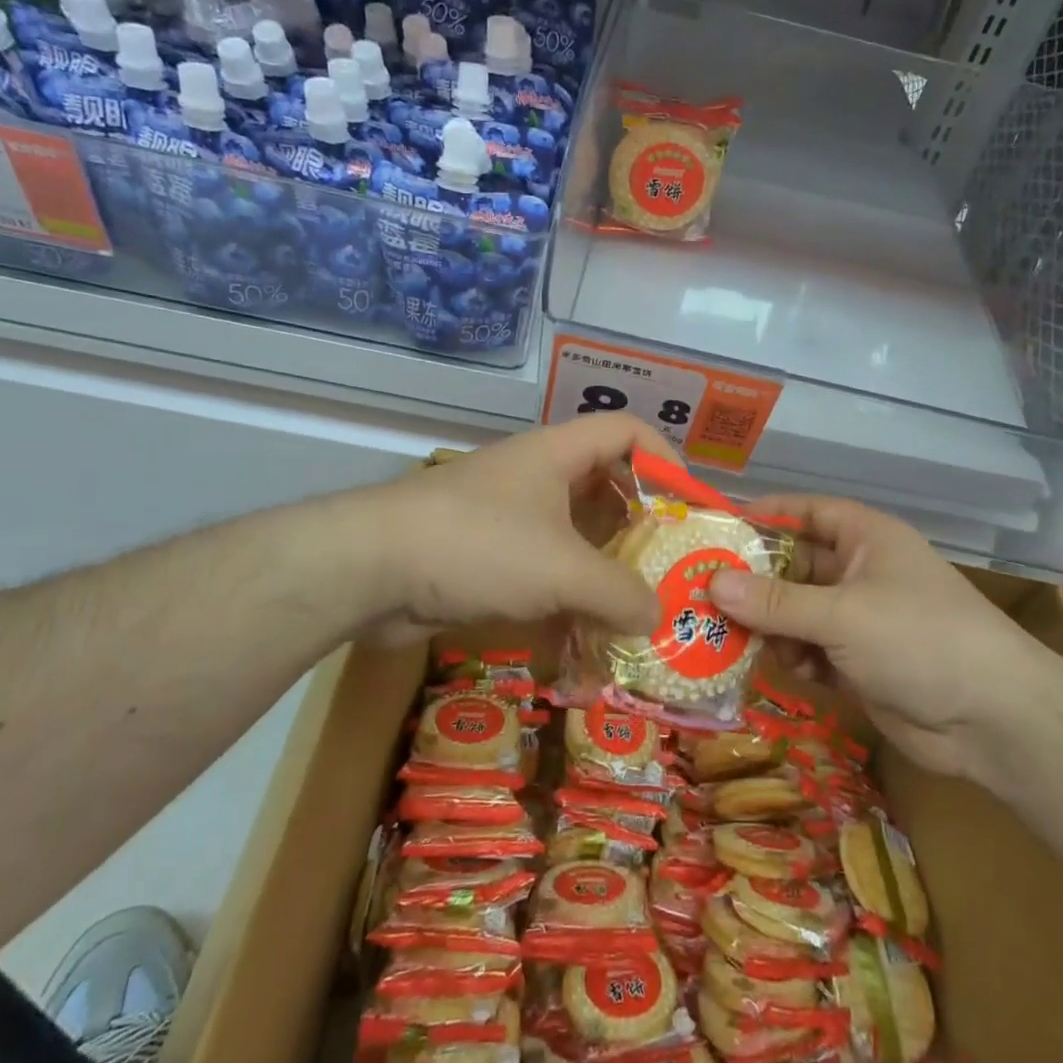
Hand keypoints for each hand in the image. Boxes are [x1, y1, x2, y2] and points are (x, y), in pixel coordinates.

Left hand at [362, 414, 675, 645]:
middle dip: (641, 523)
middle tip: (671, 566)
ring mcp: (507, 516)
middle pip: (605, 485)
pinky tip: (586, 631)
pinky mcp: (485, 556)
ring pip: (574, 533)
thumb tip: (656, 617)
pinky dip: (567, 594)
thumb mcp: (562, 569)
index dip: (666, 460)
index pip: (628, 432)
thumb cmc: (478, 545)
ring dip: (605, 567)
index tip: (690, 507)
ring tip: (639, 607)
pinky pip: (542, 568)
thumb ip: (619, 593)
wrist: (371, 569)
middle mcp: (535, 477)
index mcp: (558, 454)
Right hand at [709, 497, 1062, 781]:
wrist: (994, 721)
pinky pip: (809, 650)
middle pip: (793, 566)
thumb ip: (774, 602)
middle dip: (753, 581)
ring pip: (795, 612)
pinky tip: (779, 669)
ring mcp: (859, 620)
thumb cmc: (919, 639)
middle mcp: (860, 572)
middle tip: (701, 594)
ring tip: (730, 638)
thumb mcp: (841, 614)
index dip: (763, 515)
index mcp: (866, 539)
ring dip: (767, 625)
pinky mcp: (857, 663)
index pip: (806, 512)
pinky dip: (791, 657)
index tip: (715, 528)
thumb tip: (712, 583)